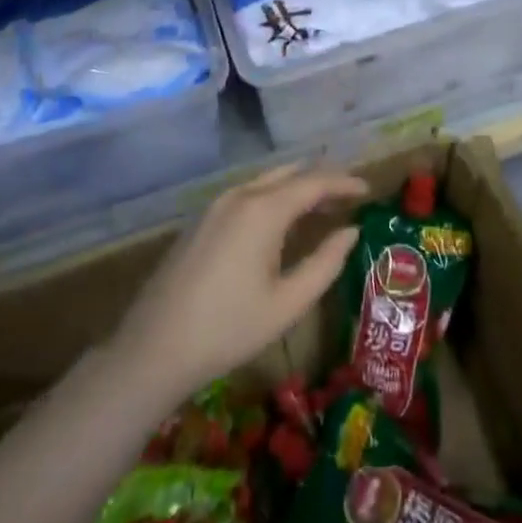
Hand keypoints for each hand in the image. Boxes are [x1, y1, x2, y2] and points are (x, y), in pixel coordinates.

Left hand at [110, 163, 367, 403]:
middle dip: (322, 179)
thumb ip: (325, 263)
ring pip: (267, 180)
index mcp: (264, 210)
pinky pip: (248, 193)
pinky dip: (274, 196)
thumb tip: (351, 233)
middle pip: (291, 173)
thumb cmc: (228, 329)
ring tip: (321, 207)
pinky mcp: (201, 219)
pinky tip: (282, 221)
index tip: (368, 190)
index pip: (315, 181)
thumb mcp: (288, 303)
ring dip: (297, 187)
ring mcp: (216, 205)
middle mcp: (240, 195)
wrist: (153, 349)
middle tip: (349, 196)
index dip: (344, 182)